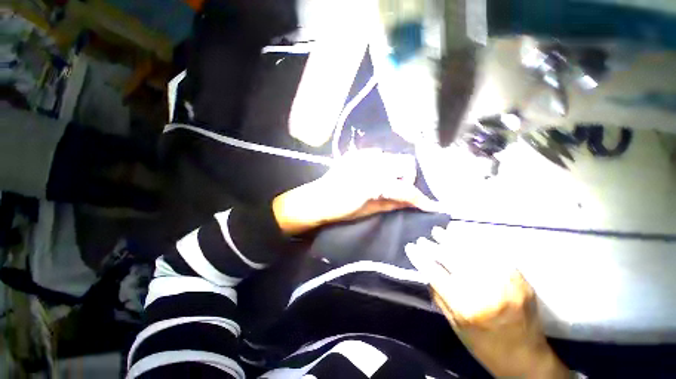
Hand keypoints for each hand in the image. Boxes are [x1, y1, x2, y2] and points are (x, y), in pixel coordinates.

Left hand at [272, 149, 438, 234]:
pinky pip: (378, 154)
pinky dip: (382, 164)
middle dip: (406, 177)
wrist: (318, 198)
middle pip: (404, 163)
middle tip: (398, 189)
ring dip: (394, 169)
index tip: (429, 205)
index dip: (419, 198)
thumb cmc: (342, 210)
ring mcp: (363, 155)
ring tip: (385, 181)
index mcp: (373, 183)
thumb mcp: (369, 210)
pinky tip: (374, 173)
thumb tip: (414, 203)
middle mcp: (371, 163)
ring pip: (392, 156)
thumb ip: (393, 204)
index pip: (405, 188)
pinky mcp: (356, 153)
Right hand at [405, 226, 569, 378]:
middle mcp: (485, 291)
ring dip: (452, 238)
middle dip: (433, 246)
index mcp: (466, 307)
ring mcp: (505, 282)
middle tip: (422, 239)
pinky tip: (464, 235)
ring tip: (440, 231)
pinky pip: (493, 252)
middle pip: (452, 258)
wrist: (527, 359)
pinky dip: (475, 241)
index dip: (420, 258)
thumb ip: (440, 296)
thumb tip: (427, 270)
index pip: (435, 273)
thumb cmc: (485, 347)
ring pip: (472, 251)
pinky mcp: (519, 278)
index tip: (410, 247)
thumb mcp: (455, 326)